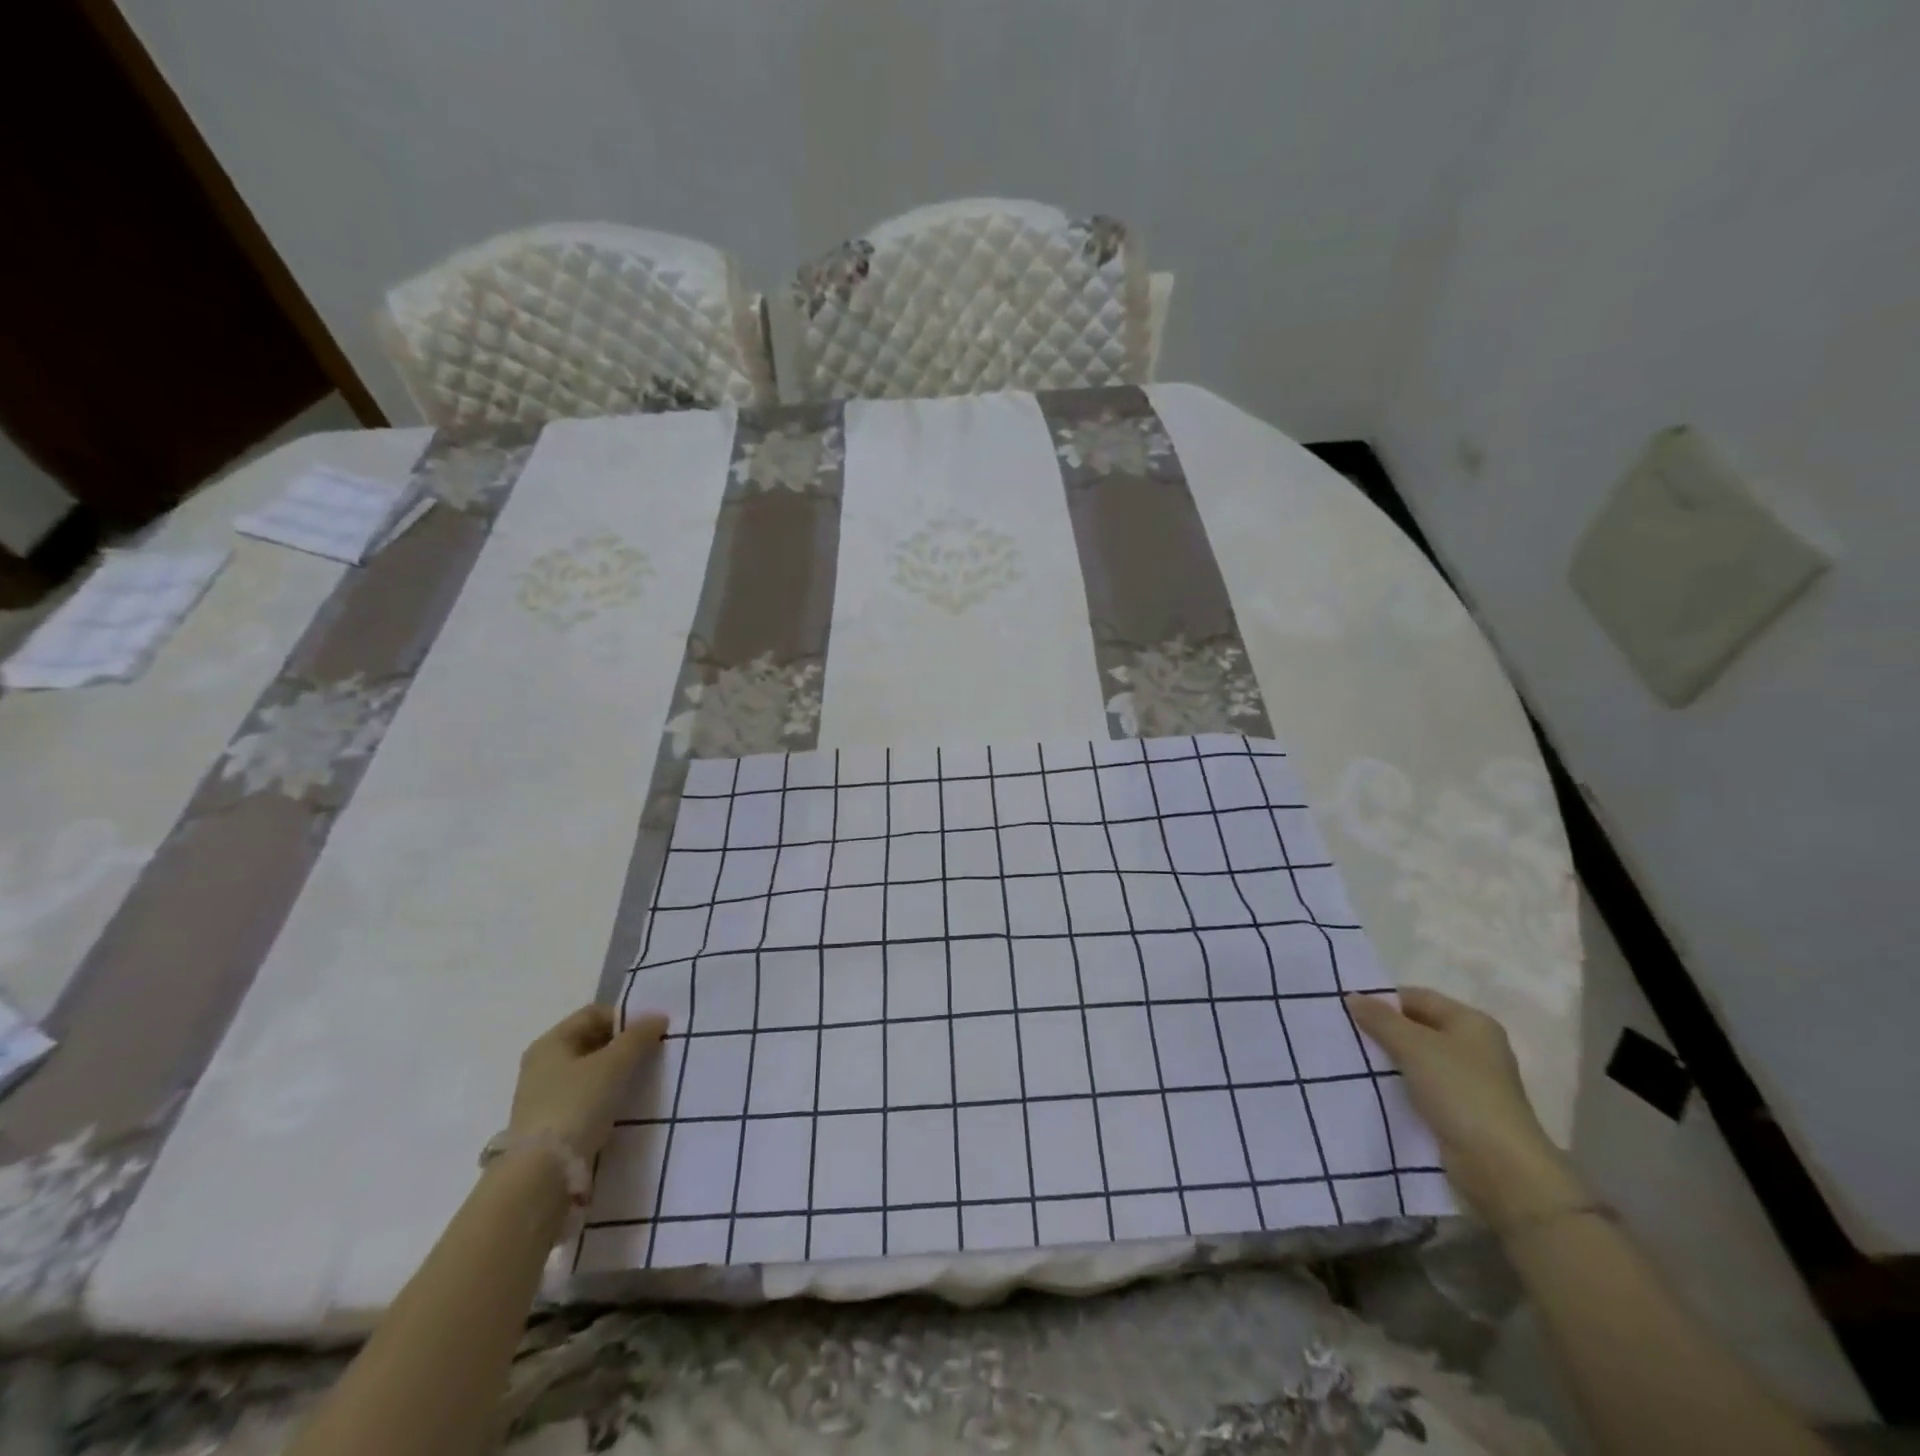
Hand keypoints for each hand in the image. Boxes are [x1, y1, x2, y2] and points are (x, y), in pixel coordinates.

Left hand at [508, 1006, 667, 1159]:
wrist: (542, 1174)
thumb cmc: (577, 1105)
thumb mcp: (614, 1064)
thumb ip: (638, 1037)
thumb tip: (658, 1017)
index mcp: (550, 1042)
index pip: (594, 1014)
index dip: (625, 1017)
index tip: (651, 1033)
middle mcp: (542, 1064)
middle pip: (591, 1041)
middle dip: (622, 1045)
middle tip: (650, 1056)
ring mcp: (543, 1096)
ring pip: (589, 1071)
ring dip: (615, 1072)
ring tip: (641, 1082)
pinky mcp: (550, 1125)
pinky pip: (585, 1097)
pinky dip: (605, 1096)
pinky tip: (621, 1107)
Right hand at [1347, 987, 1582, 1228]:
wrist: (1500, 1168)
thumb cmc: (1461, 1092)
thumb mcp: (1414, 1047)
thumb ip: (1381, 1019)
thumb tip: (1352, 996)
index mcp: (1472, 1023)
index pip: (1417, 997)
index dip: (1383, 1000)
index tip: (1346, 1008)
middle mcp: (1473, 1047)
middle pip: (1416, 1027)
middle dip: (1381, 1029)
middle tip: (1343, 1032)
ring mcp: (1467, 1081)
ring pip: (1415, 1058)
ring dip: (1386, 1059)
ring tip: (1349, 1058)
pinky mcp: (1458, 1110)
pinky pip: (1419, 1085)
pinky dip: (1396, 1084)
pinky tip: (1370, 1086)